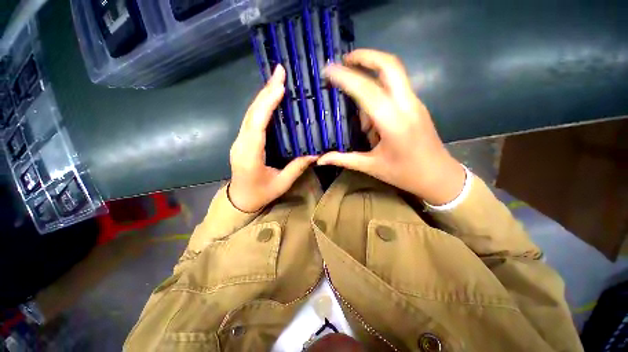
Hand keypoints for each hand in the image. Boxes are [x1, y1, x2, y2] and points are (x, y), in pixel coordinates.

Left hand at [228, 65, 317, 211]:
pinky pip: (251, 120)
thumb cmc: (260, 194)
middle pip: (252, 114)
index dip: (267, 105)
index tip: (279, 87)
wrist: (240, 199)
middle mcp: (241, 144)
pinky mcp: (242, 140)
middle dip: (265, 91)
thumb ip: (297, 167)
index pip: (257, 126)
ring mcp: (240, 140)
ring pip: (250, 114)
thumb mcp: (281, 184)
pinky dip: (261, 106)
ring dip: (263, 95)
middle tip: (279, 72)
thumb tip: (315, 153)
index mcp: (250, 156)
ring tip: (277, 79)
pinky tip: (270, 97)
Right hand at [318, 49, 464, 205]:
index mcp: (393, 122)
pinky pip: (395, 88)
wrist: (439, 176)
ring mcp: (414, 103)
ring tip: (356, 107)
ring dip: (370, 78)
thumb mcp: (370, 167)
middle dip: (365, 57)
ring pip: (393, 74)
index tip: (328, 70)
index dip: (345, 77)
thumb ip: (343, 159)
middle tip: (344, 61)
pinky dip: (378, 92)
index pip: (366, 90)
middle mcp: (406, 105)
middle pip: (389, 65)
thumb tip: (320, 159)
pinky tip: (369, 115)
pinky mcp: (416, 105)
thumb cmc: (404, 174)